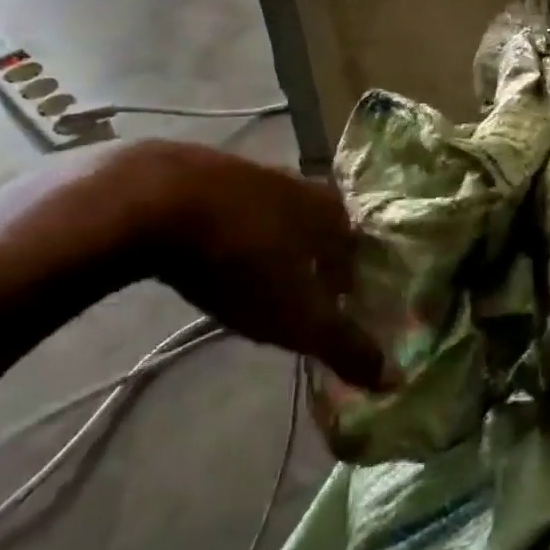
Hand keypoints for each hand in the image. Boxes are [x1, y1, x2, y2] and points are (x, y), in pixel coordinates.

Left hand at [52, 140, 391, 389]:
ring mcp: (251, 172)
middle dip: (312, 262)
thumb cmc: (244, 260)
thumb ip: (345, 346)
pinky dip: (229, 230)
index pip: (358, 251)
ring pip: (274, 216)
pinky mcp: (203, 171)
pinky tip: (209, 252)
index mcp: (332, 213)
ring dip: (271, 244)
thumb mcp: (298, 316)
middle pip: (318, 230)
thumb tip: (394, 378)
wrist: (155, 201)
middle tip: (297, 298)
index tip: (339, 312)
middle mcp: (301, 185)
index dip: (351, 284)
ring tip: (253, 278)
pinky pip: (230, 207)